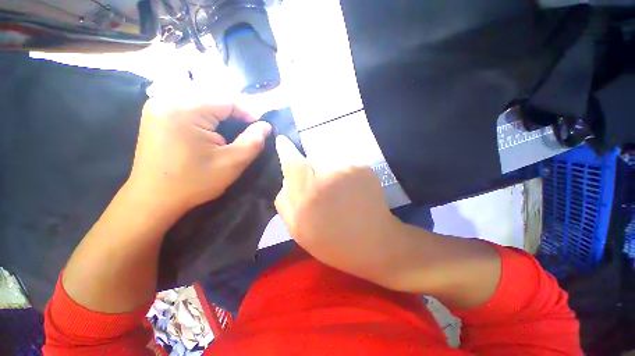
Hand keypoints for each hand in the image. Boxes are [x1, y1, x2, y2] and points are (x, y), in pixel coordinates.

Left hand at [126, 97, 271, 212]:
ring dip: (221, 113)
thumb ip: (253, 142)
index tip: (260, 128)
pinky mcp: (156, 114)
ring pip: (201, 99)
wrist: (153, 199)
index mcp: (185, 109)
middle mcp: (167, 99)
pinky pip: (188, 105)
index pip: (227, 99)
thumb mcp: (232, 163)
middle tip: (247, 129)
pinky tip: (212, 129)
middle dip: (235, 112)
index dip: (249, 112)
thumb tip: (266, 126)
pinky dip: (206, 114)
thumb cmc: (194, 182)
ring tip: (232, 129)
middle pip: (213, 97)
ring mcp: (158, 105)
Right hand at [274, 135, 405, 286]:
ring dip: (327, 175)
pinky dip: (343, 176)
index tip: (282, 142)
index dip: (286, 150)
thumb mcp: (298, 230)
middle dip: (310, 173)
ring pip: (328, 164)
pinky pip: (344, 166)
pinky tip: (351, 192)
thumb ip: (285, 202)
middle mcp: (328, 175)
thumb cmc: (333, 242)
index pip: (293, 162)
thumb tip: (286, 180)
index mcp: (308, 194)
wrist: (374, 242)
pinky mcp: (363, 168)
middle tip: (319, 192)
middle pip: (310, 162)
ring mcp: (348, 169)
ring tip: (338, 195)